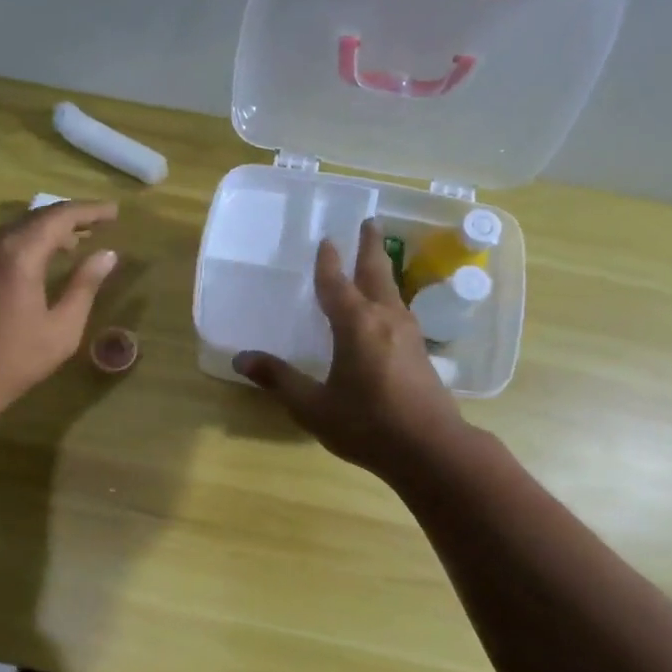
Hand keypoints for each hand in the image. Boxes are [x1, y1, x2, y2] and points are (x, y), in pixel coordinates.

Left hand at [0, 200, 118, 423]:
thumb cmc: (12, 360)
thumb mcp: (61, 329)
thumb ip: (84, 286)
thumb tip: (106, 256)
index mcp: (20, 252)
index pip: (61, 216)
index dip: (90, 211)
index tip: (114, 212)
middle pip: (35, 217)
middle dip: (69, 219)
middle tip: (96, 226)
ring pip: (14, 230)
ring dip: (44, 232)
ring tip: (71, 246)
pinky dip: (23, 245)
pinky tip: (35, 265)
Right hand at [235, 219, 464, 478]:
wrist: (430, 449)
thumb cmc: (367, 424)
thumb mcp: (313, 406)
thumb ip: (279, 379)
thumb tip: (241, 359)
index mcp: (356, 325)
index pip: (336, 285)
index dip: (328, 263)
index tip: (326, 240)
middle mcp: (385, 320)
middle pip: (376, 274)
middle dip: (370, 248)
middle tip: (369, 222)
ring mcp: (409, 335)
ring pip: (394, 291)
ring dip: (383, 270)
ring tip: (378, 260)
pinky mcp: (421, 353)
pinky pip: (401, 312)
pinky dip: (390, 298)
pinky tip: (389, 312)